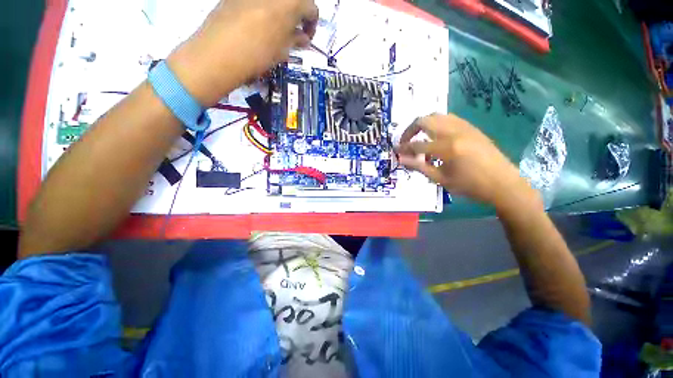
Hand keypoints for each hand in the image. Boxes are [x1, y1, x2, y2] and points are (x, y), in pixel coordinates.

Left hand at [166, 0, 317, 104]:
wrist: (219, 52)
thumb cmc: (257, 54)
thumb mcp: (282, 50)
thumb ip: (296, 39)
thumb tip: (303, 37)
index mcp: (290, 1)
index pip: (311, 8)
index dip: (312, 25)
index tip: (307, 37)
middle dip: (298, 14)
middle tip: (294, 32)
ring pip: (276, 1)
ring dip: (282, 11)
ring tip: (277, 30)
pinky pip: (259, 1)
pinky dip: (266, 9)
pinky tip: (260, 24)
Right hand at [397, 113, 538, 208]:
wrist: (503, 183)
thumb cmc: (470, 186)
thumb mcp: (441, 179)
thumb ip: (419, 167)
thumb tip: (401, 159)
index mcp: (447, 148)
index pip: (417, 145)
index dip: (403, 148)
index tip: (395, 150)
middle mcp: (454, 132)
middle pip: (425, 121)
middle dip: (410, 130)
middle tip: (405, 142)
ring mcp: (464, 127)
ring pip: (437, 116)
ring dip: (423, 125)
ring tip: (419, 138)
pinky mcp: (471, 127)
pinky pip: (449, 119)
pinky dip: (437, 124)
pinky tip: (436, 137)